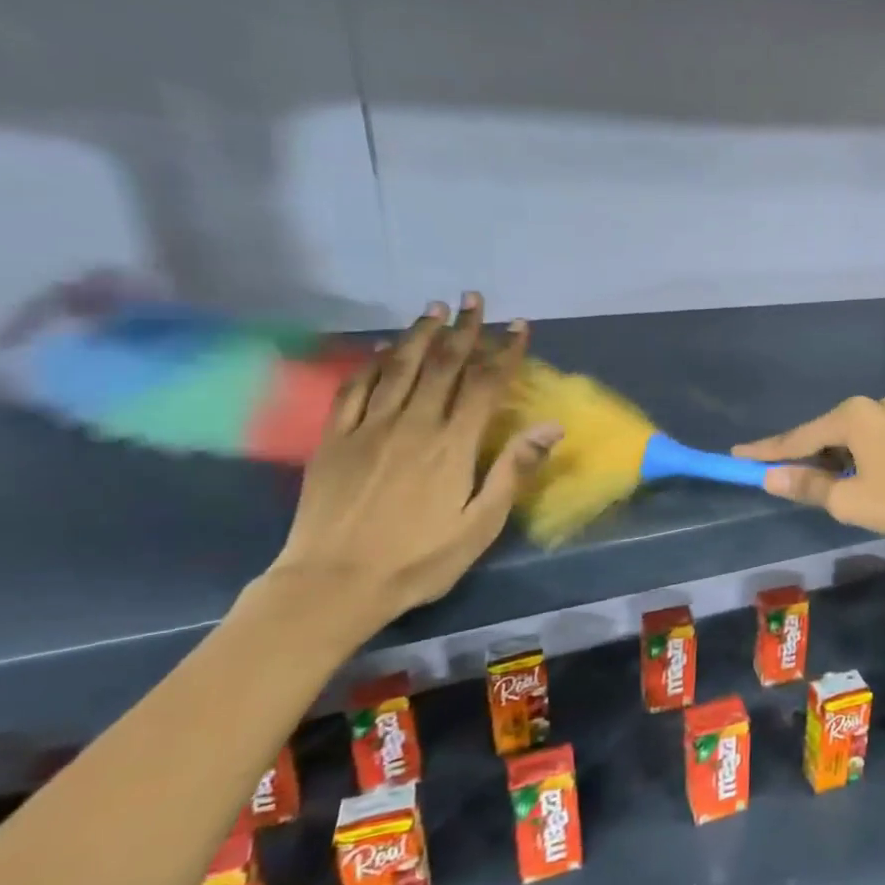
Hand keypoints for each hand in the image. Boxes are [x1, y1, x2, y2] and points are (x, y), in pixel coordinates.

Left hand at [267, 294, 561, 630]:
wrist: (333, 584)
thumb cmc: (419, 560)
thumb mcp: (480, 525)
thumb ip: (513, 470)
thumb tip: (551, 426)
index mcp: (452, 446)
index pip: (485, 385)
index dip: (505, 352)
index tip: (519, 326)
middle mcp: (413, 424)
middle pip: (443, 365)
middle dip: (463, 330)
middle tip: (474, 300)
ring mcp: (368, 428)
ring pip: (398, 367)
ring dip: (420, 335)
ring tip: (435, 309)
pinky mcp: (334, 439)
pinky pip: (354, 388)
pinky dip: (371, 363)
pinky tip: (380, 348)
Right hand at [733, 396, 884, 553]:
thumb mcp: (850, 501)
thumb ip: (808, 486)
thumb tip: (770, 477)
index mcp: (853, 416)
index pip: (798, 437)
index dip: (767, 451)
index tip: (737, 456)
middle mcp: (878, 407)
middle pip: (828, 433)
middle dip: (806, 456)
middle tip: (784, 478)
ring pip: (858, 439)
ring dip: (838, 460)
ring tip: (829, 486)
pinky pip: (883, 444)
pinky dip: (866, 460)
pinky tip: (872, 481)